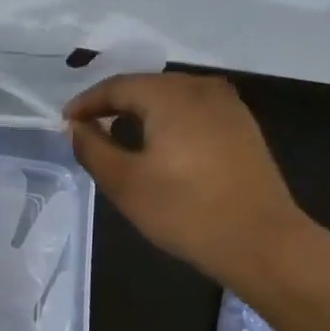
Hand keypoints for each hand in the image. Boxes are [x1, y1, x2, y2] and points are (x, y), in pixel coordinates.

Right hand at [64, 73, 318, 287]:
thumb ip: (92, 148)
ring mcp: (228, 105)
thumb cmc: (186, 212)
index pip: (116, 86)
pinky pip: (193, 111)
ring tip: (119, 136)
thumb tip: (74, 127)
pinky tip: (160, 145)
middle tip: (87, 129)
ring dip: (141, 112)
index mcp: (170, 94)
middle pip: (145, 87)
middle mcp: (200, 88)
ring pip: (171, 98)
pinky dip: (169, 121)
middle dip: (113, 105)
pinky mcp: (243, 126)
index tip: (65, 122)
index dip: (86, 103)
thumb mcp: (125, 183)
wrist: (264, 244)